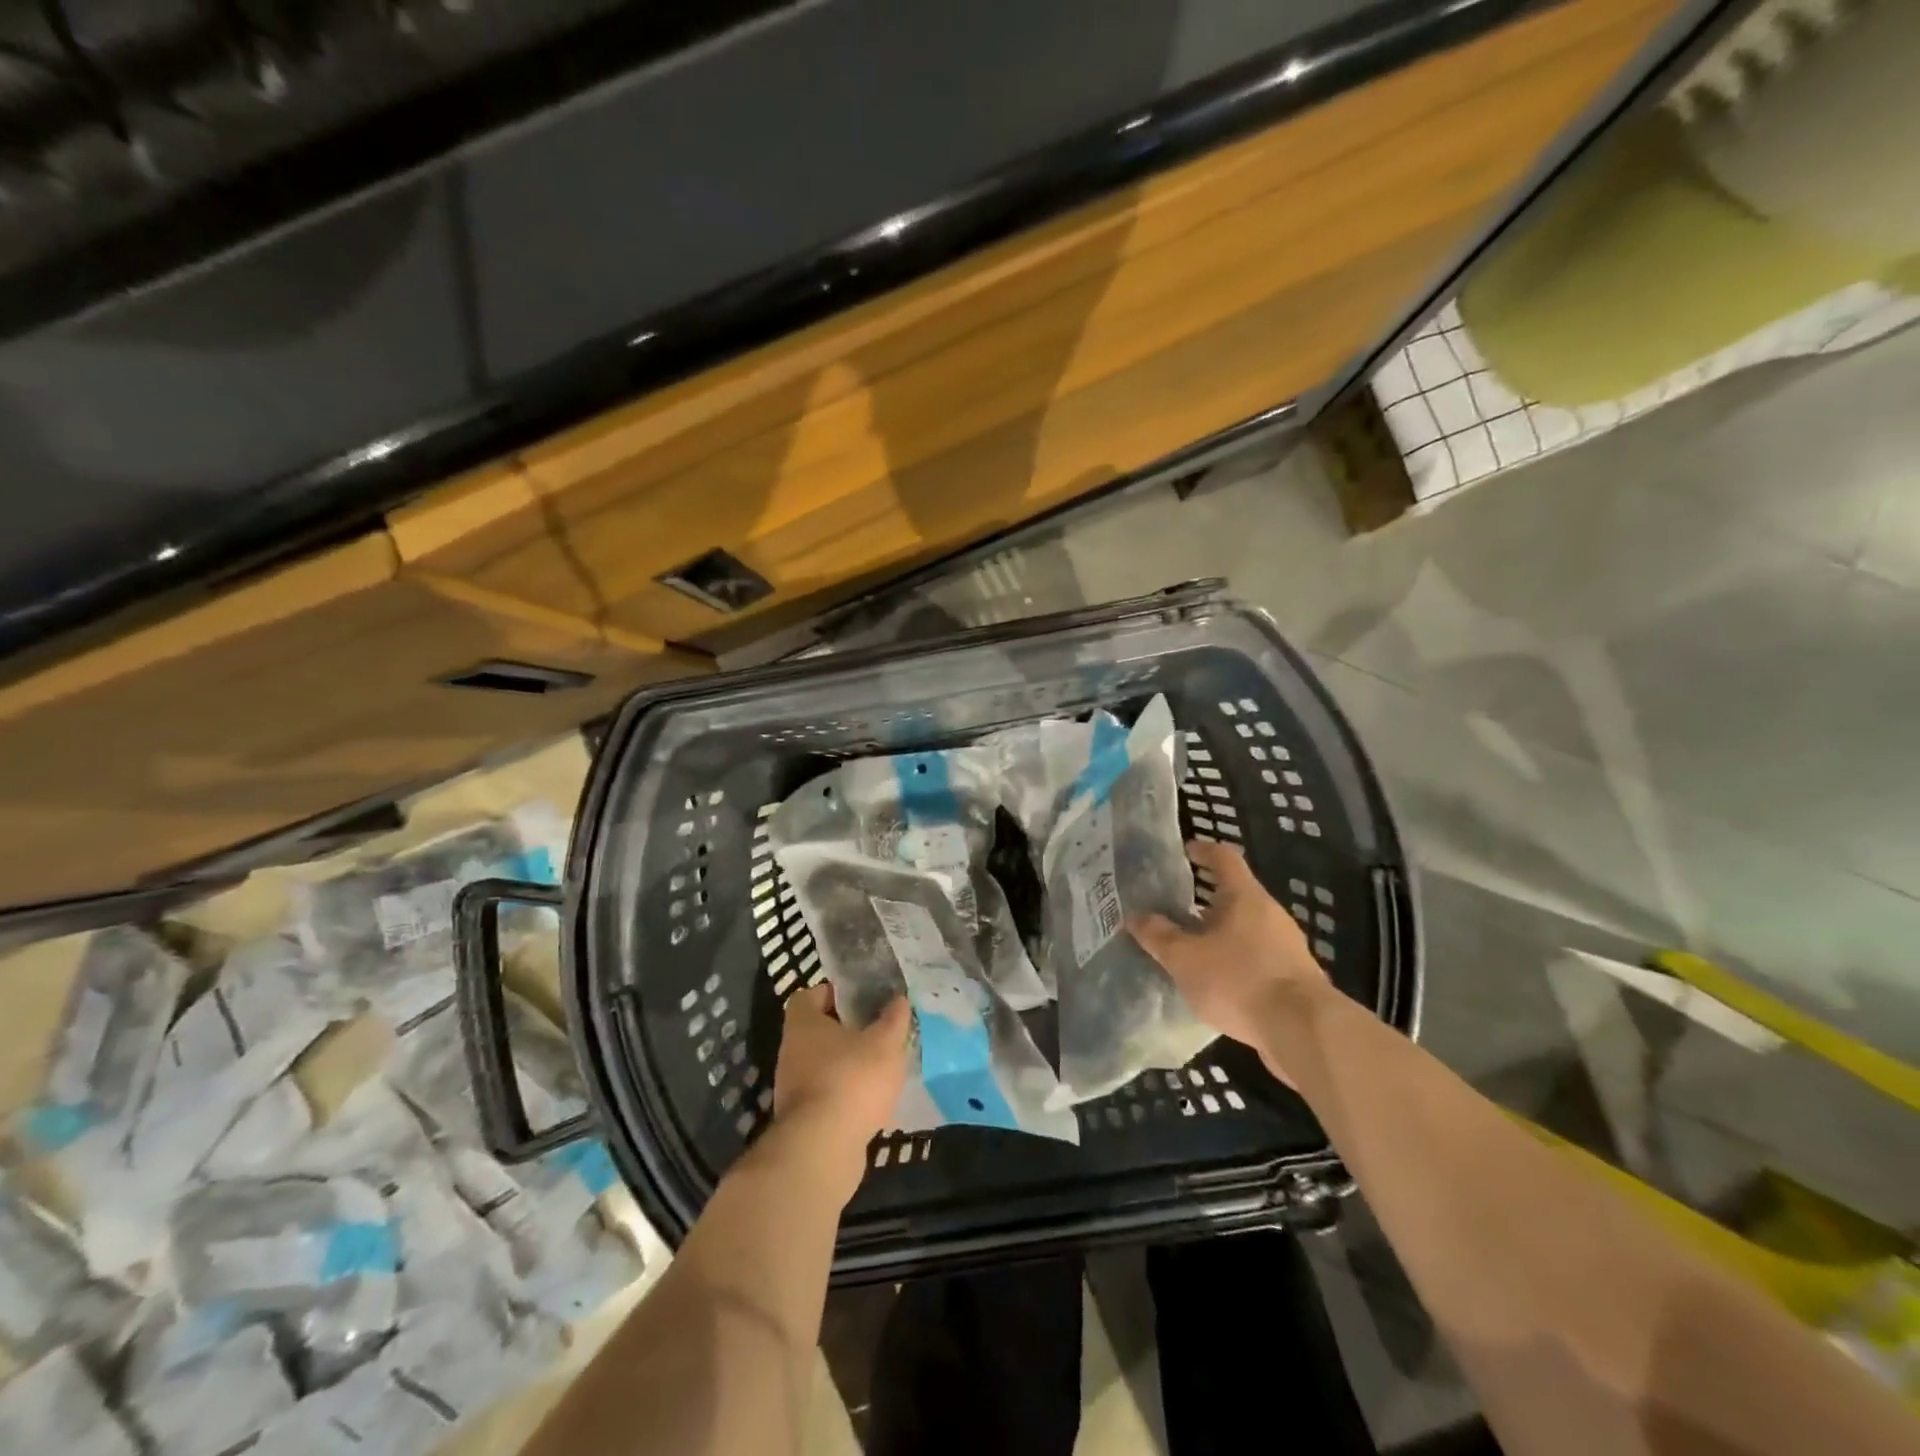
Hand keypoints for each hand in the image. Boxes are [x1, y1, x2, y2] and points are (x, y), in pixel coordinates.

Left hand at [772, 984, 909, 1190]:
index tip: (859, 999)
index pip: (809, 996)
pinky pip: (826, 1096)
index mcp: (804, 1024)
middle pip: (816, 1031)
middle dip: (845, 1031)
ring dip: (846, 1065)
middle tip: (877, 1032)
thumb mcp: (885, 1043)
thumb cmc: (852, 1079)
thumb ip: (894, 1019)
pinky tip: (871, 1103)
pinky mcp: (801, 1120)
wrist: (822, 1149)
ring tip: (880, 1068)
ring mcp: (792, 1088)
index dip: (832, 994)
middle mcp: (791, 1051)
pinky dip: (845, 1096)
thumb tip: (899, 999)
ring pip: (822, 1066)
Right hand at [1130, 839, 1331, 1082]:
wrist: (1304, 1030)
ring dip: (1218, 931)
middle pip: (1234, 893)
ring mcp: (1286, 944)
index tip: (1184, 852)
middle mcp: (1269, 912)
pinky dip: (1234, 958)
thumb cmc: (1238, 980)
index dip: (1202, 850)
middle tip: (1173, 907)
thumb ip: (1158, 936)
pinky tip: (1216, 980)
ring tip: (1189, 947)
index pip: (1223, 857)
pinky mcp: (1294, 975)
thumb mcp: (1185, 958)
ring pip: (1246, 926)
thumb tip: (1135, 916)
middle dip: (1203, 898)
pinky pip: (1257, 955)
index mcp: (1244, 896)